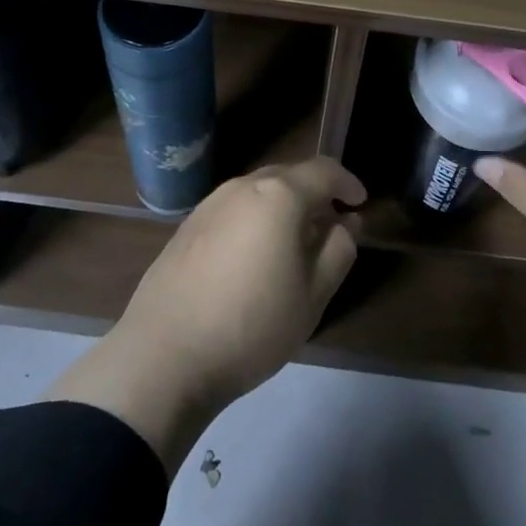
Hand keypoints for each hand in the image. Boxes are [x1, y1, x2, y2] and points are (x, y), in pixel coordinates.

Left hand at [46, 156, 364, 470]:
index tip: (361, 202)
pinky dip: (255, 219)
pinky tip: (254, 257)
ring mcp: (210, 203)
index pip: (323, 171)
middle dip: (315, 194)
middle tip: (331, 226)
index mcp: (279, 195)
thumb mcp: (312, 296)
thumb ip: (338, 250)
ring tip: (294, 244)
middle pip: (289, 176)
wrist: (165, 355)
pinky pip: (234, 209)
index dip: (347, 182)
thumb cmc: (252, 325)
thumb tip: (348, 222)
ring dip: (283, 206)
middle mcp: (243, 186)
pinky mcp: (188, 226)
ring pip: (259, 191)